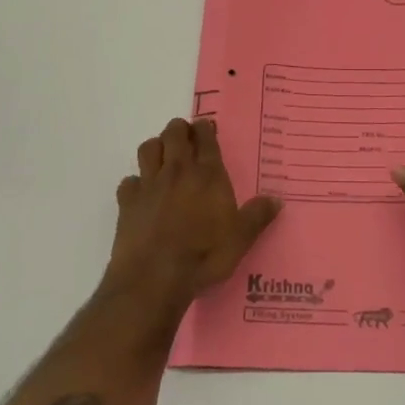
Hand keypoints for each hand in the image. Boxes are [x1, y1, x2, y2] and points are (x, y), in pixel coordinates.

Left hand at [105, 117, 281, 312]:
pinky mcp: (127, 202)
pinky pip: (129, 181)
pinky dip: (135, 183)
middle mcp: (178, 171)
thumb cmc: (203, 256)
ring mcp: (150, 184)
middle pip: (174, 133)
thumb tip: (276, 200)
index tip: (206, 127)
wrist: (154, 277)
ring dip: (156, 147)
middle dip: (179, 130)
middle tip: (185, 138)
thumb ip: (257, 216)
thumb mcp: (240, 239)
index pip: (206, 138)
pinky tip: (141, 194)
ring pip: (148, 148)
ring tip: (163, 158)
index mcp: (208, 175)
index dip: (205, 128)